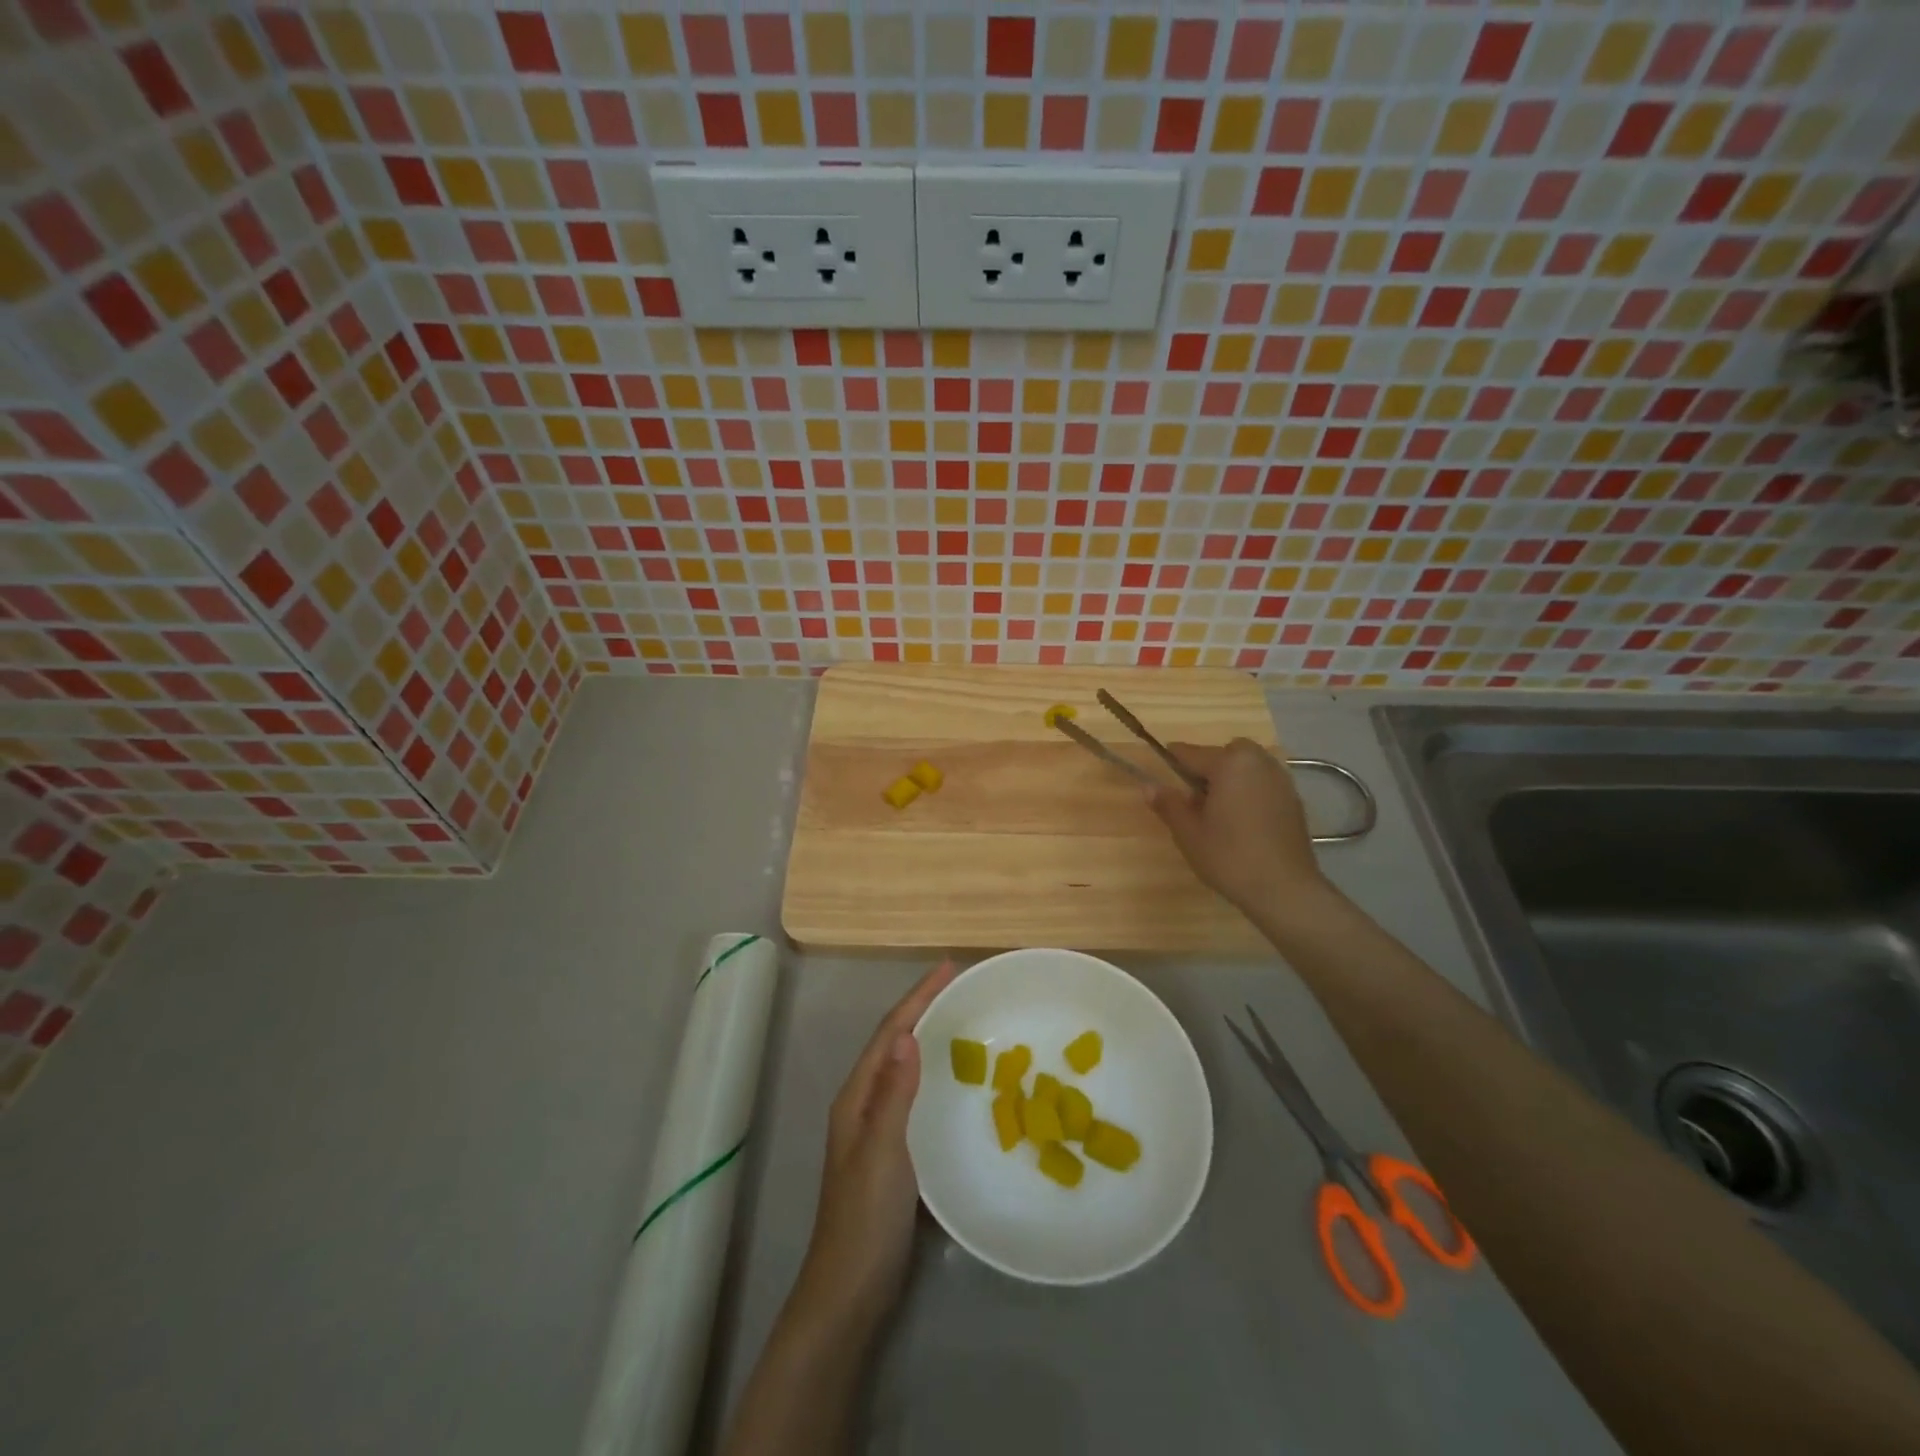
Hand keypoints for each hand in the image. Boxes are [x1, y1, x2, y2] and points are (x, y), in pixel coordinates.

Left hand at [792, 959, 957, 1333]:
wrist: (849, 1291)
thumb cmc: (865, 1218)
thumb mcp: (883, 1152)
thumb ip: (894, 1094)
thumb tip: (909, 1034)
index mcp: (857, 1097)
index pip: (890, 1033)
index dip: (917, 998)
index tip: (948, 968)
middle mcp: (864, 1104)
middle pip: (894, 1043)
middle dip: (923, 1009)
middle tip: (960, 988)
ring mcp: (876, 1129)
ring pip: (903, 1068)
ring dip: (927, 1038)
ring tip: (961, 1020)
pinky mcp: (892, 1152)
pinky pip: (913, 1096)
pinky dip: (932, 1075)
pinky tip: (954, 1082)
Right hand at [1146, 739, 1330, 917]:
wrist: (1285, 889)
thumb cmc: (1229, 856)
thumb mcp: (1188, 832)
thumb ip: (1168, 804)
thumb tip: (1147, 786)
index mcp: (1229, 763)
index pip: (1190, 753)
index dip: (1171, 764)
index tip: (1162, 780)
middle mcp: (1258, 762)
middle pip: (1224, 754)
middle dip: (1208, 769)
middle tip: (1197, 801)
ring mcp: (1281, 780)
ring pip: (1247, 767)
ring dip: (1230, 780)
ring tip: (1220, 814)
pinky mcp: (1294, 800)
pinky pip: (1263, 784)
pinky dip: (1250, 793)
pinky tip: (1244, 824)